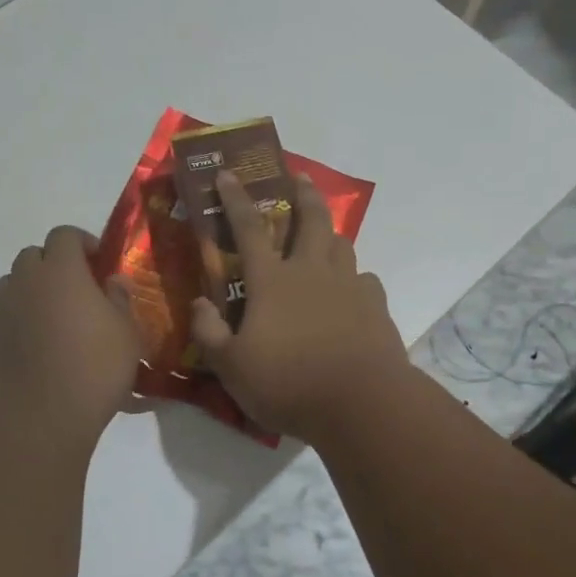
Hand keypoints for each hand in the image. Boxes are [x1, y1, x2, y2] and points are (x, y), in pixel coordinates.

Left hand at [0, 226, 143, 444]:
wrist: (40, 417)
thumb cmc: (94, 368)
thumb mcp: (126, 333)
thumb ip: (119, 299)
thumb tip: (112, 281)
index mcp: (61, 271)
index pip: (64, 235)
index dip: (83, 243)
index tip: (100, 264)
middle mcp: (25, 281)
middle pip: (34, 255)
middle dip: (55, 264)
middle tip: (78, 290)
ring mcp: (1, 310)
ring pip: (14, 284)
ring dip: (34, 290)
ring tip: (55, 317)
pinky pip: (5, 315)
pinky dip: (20, 318)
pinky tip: (39, 346)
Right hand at [189, 171, 409, 441]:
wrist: (361, 402)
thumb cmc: (289, 383)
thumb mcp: (232, 368)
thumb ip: (210, 333)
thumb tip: (199, 303)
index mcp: (273, 281)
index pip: (249, 229)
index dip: (236, 199)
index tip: (229, 173)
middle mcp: (312, 272)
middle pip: (311, 220)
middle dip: (303, 194)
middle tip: (300, 177)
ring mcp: (349, 286)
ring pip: (342, 244)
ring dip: (330, 232)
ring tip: (325, 234)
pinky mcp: (375, 307)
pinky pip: (364, 280)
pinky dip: (354, 278)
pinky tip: (352, 290)